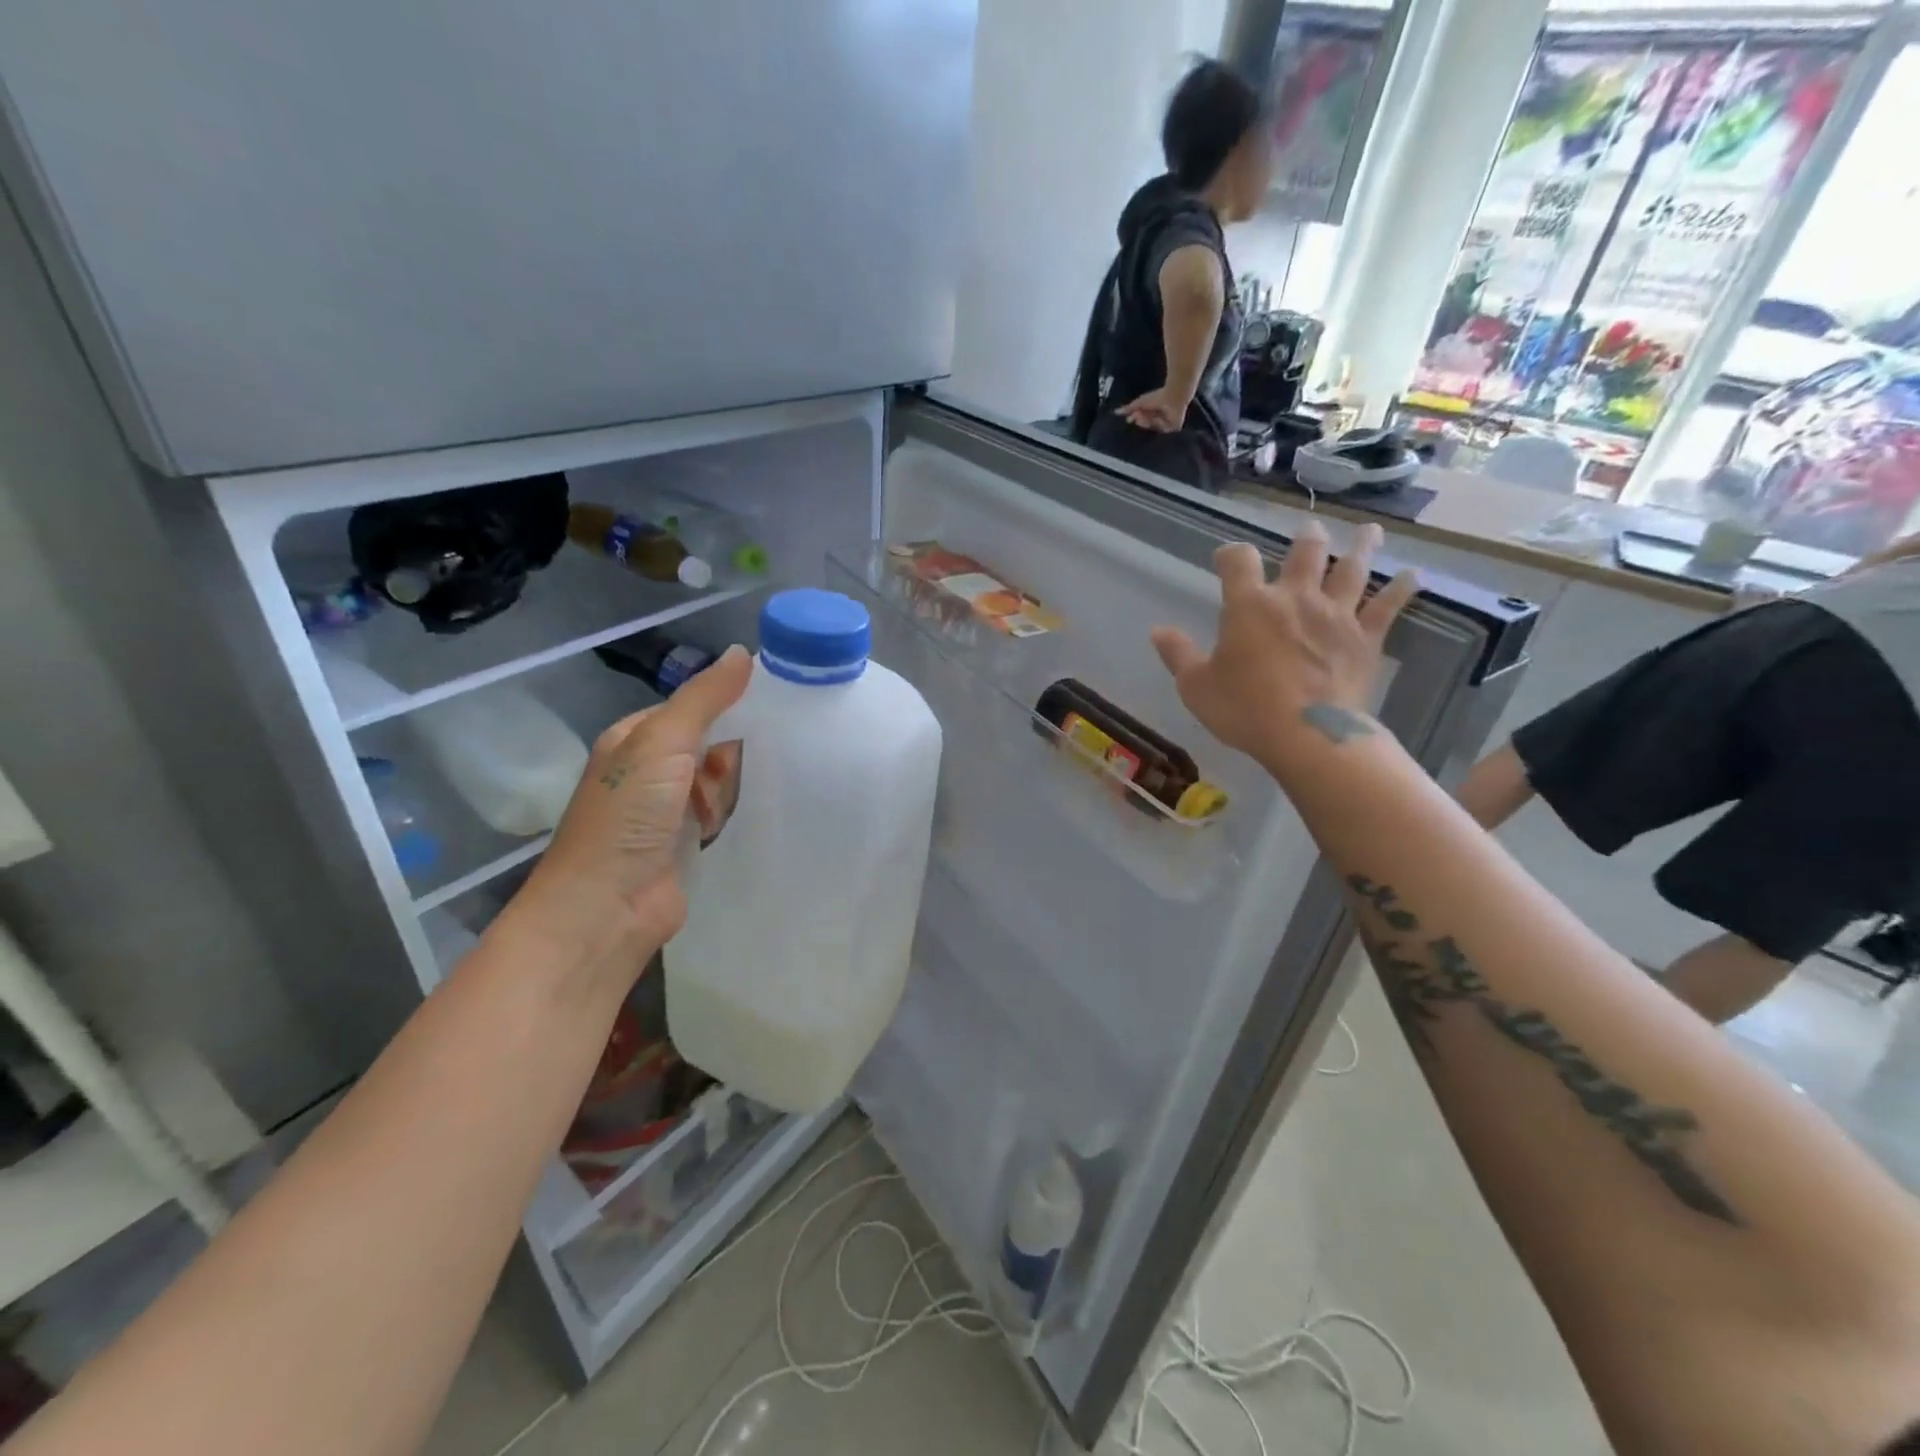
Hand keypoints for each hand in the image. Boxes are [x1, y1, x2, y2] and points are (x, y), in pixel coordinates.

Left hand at [506, 646, 751, 978]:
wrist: (606, 908)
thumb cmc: (629, 816)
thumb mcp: (664, 742)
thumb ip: (704, 698)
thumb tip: (743, 652)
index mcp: (634, 740)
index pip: (690, 708)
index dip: (728, 703)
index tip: (778, 701)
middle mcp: (647, 774)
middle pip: (706, 745)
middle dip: (737, 746)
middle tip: (787, 742)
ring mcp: (664, 815)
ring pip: (715, 783)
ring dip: (738, 782)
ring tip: (784, 775)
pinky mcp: (683, 849)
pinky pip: (719, 819)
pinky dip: (736, 814)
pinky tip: (766, 811)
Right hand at [1116, 386, 1191, 432]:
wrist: (1172, 396)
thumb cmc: (1157, 396)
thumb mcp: (1140, 403)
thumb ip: (1129, 408)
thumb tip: (1116, 412)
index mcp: (1156, 410)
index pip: (1144, 418)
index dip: (1137, 418)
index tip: (1130, 418)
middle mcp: (1162, 416)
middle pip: (1148, 424)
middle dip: (1141, 420)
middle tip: (1136, 416)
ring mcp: (1169, 422)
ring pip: (1155, 427)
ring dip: (1148, 421)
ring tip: (1144, 415)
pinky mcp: (1176, 426)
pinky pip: (1164, 429)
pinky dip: (1159, 424)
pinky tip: (1159, 417)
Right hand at [1150, 524, 1416, 770]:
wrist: (1307, 735)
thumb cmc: (1244, 709)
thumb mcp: (1196, 686)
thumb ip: (1178, 655)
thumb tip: (1158, 631)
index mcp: (1249, 605)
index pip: (1237, 561)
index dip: (1230, 554)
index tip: (1225, 558)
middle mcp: (1295, 598)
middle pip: (1304, 554)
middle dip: (1306, 539)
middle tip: (1310, 530)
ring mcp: (1336, 615)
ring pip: (1352, 569)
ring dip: (1360, 547)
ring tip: (1368, 532)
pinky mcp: (1365, 638)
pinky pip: (1387, 607)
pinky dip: (1402, 589)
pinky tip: (1414, 575)